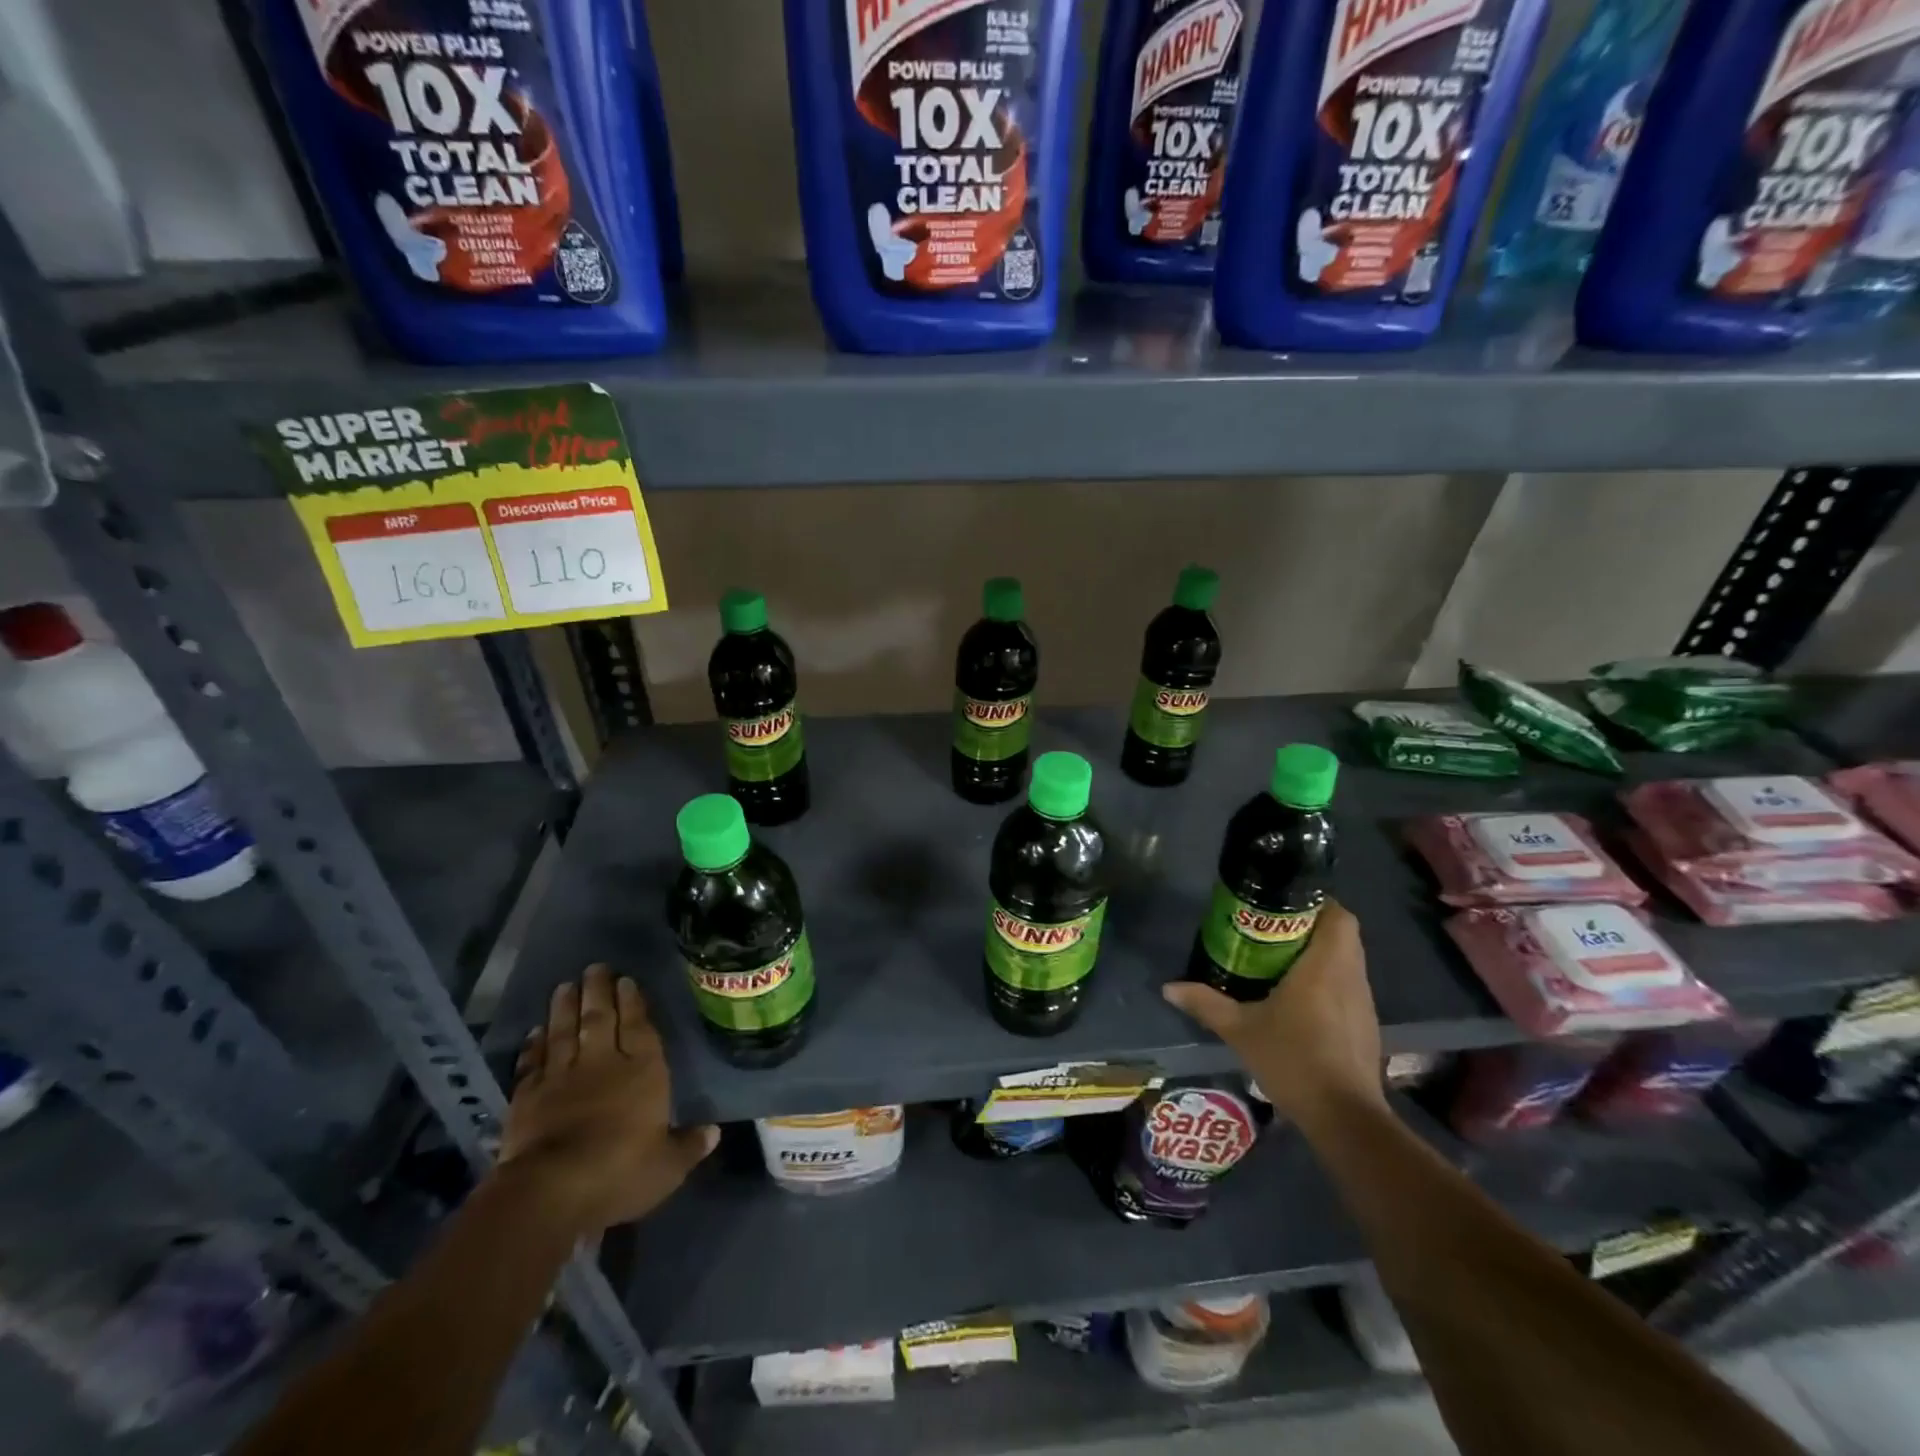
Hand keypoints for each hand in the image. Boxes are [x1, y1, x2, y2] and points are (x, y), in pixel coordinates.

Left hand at [497, 965, 716, 1230]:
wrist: (551, 1190)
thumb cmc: (620, 1172)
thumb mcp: (667, 1167)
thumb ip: (689, 1146)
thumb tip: (713, 1132)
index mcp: (643, 1072)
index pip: (639, 1027)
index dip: (633, 1002)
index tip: (626, 980)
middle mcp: (603, 1064)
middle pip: (600, 1019)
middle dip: (599, 991)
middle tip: (595, 967)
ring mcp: (562, 1077)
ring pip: (565, 1033)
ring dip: (565, 1008)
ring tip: (566, 985)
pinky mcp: (528, 1097)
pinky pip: (533, 1063)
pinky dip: (534, 1045)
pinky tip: (536, 1032)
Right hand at [1162, 901, 1384, 1130]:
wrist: (1344, 1118)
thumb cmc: (1293, 1060)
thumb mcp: (1240, 1030)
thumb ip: (1206, 1003)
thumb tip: (1168, 987)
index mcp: (1325, 966)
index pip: (1337, 915)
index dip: (1315, 902)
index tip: (1283, 904)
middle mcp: (1350, 976)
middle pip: (1342, 934)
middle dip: (1311, 925)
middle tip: (1272, 929)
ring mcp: (1363, 1002)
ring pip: (1348, 960)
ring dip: (1321, 953)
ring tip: (1280, 959)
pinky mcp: (1365, 1026)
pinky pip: (1348, 986)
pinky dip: (1328, 980)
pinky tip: (1299, 999)